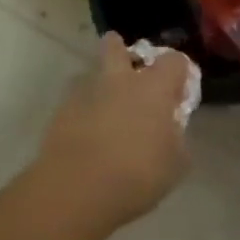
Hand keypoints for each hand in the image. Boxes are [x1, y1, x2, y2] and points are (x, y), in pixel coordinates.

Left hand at [36, 33, 192, 230]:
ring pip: (93, 75)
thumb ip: (176, 138)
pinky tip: (87, 137)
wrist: (75, 192)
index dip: (179, 73)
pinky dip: (84, 113)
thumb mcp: (174, 163)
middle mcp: (120, 80)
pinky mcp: (60, 113)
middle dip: (121, 50)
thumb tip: (170, 130)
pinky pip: (76, 103)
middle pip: (117, 47)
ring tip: (106, 112)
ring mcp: (86, 93)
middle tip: (129, 70)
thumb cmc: (136, 176)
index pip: (174, 61)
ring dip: (102, 87)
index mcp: (154, 87)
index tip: (178, 94)